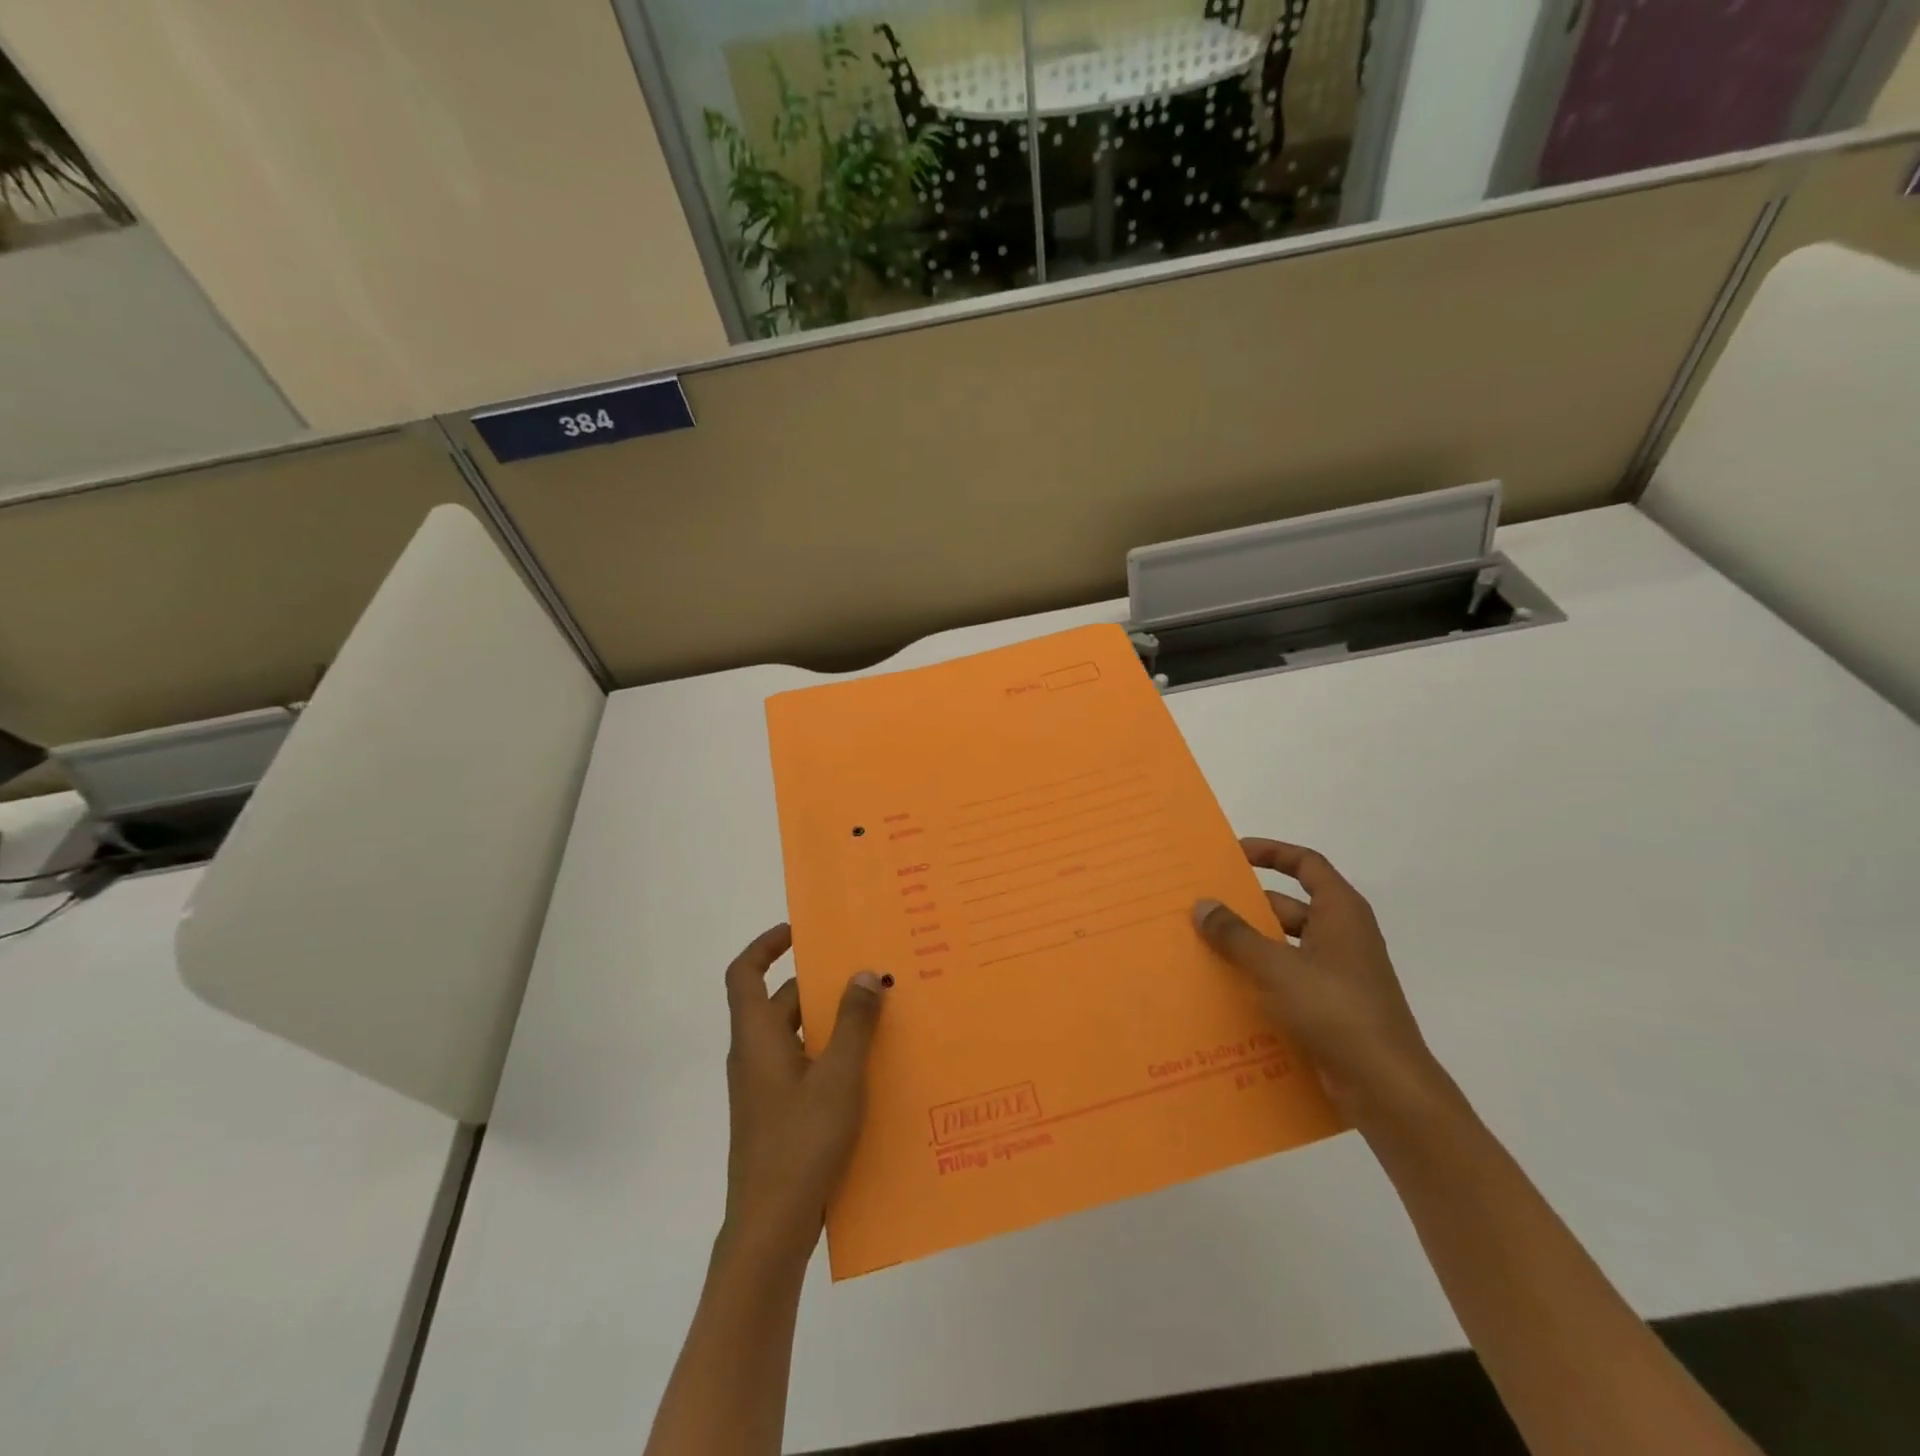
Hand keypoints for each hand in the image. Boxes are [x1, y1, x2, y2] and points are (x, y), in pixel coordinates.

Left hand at [721, 924, 887, 1265]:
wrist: (770, 1229)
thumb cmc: (800, 1142)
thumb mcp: (838, 1076)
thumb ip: (853, 1023)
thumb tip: (863, 973)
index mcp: (756, 1038)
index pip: (744, 974)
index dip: (766, 946)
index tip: (800, 932)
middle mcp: (755, 1056)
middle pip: (781, 1003)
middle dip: (821, 986)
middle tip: (866, 975)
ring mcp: (765, 1089)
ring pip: (797, 1037)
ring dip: (831, 1023)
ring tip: (879, 1016)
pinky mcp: (779, 1115)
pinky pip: (804, 1067)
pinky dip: (831, 1056)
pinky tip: (870, 1069)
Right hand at [1193, 839, 1447, 1129]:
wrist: (1386, 1088)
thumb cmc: (1335, 1010)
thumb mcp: (1277, 967)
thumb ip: (1236, 935)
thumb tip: (1202, 905)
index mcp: (1340, 912)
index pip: (1306, 865)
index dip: (1271, 852)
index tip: (1232, 854)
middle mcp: (1342, 937)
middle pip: (1288, 907)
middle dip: (1246, 908)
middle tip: (1201, 910)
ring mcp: (1338, 975)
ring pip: (1285, 947)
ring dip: (1249, 948)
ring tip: (1202, 950)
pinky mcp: (1331, 1009)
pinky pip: (1288, 982)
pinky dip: (1260, 980)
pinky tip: (1225, 992)